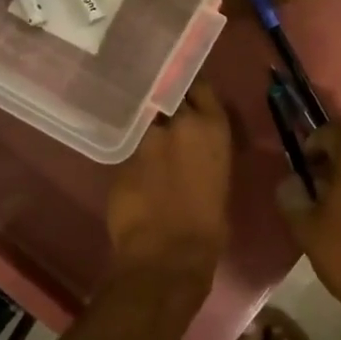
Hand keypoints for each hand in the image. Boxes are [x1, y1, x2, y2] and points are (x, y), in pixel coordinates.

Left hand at [106, 84, 232, 293]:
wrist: (168, 254)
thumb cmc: (209, 226)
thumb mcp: (220, 179)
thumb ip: (206, 152)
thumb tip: (195, 150)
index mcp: (212, 127)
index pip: (200, 85)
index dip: (190, 88)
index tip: (187, 92)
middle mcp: (178, 122)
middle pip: (167, 93)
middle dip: (165, 98)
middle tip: (165, 109)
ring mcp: (146, 137)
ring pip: (144, 118)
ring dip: (146, 124)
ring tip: (148, 136)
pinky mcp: (120, 156)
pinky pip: (128, 145)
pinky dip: (132, 151)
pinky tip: (135, 163)